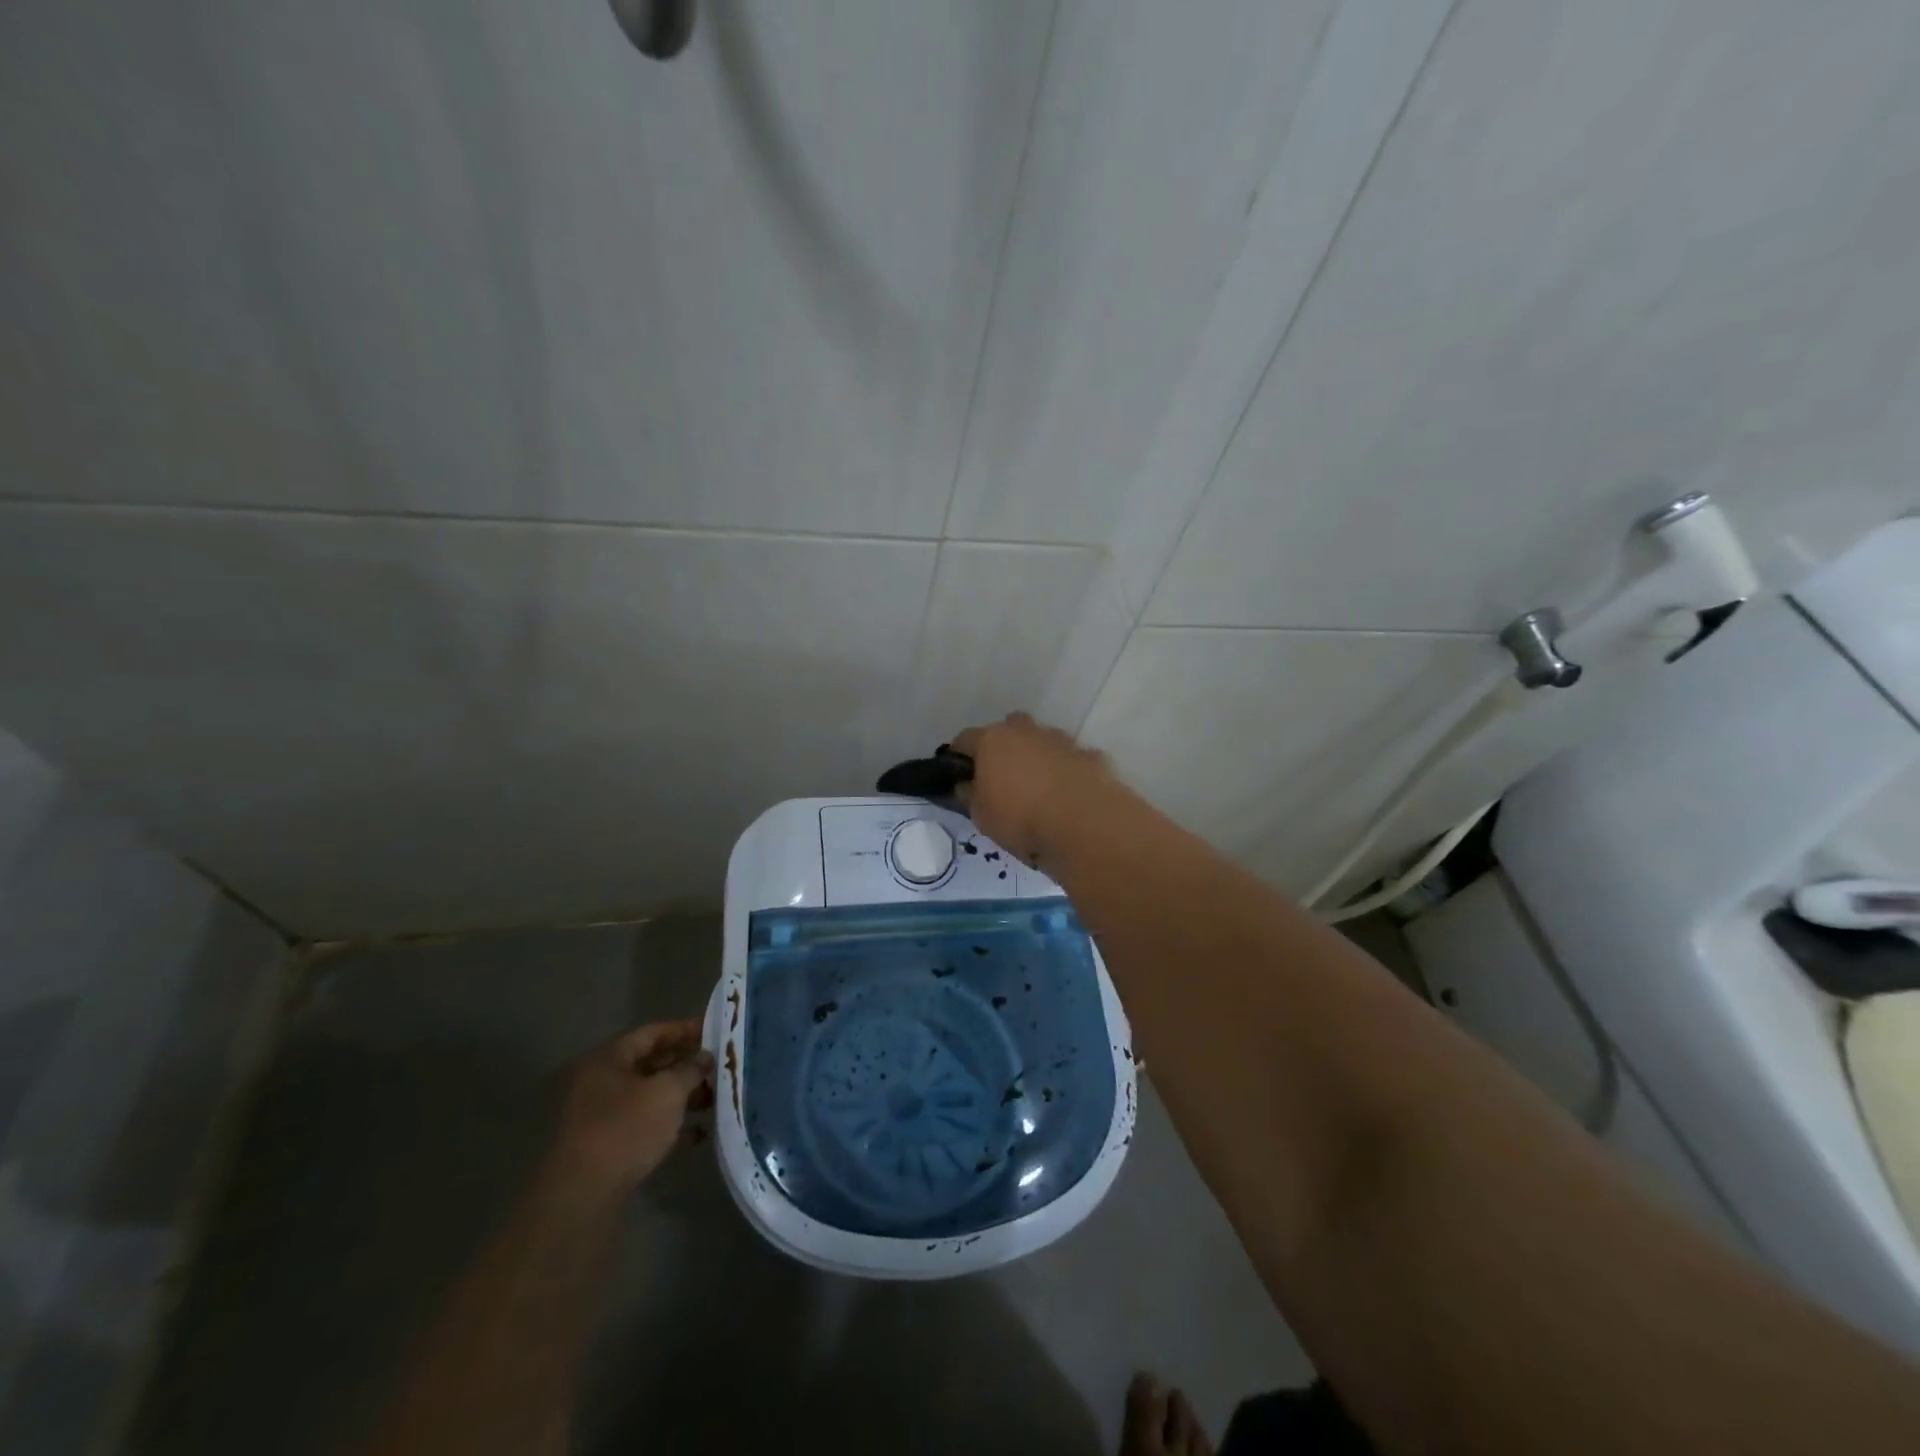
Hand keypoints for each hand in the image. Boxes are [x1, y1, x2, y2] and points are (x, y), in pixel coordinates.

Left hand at [549, 1019, 713, 1197]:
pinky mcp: (607, 1147)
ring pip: (649, 1096)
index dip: (684, 1030)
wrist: (583, 1196)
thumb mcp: (667, 1092)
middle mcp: (600, 1083)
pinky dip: (670, 1125)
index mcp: (608, 1059)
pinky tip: (698, 1134)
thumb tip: (705, 1057)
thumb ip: (690, 1069)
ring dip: (681, 1097)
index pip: (652, 1033)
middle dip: (686, 1066)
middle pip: (650, 1065)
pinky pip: (644, 1125)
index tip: (714, 1032)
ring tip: (713, 1100)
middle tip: (717, 1067)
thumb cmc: (626, 1128)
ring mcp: (601, 1116)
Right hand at [950, 712, 1116, 869]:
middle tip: (1001, 778)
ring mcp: (1061, 741)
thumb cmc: (1021, 818)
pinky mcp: (1090, 756)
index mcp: (993, 741)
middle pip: (1009, 728)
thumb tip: (966, 786)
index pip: (965, 739)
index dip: (959, 756)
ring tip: (1037, 789)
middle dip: (1003, 746)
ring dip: (1037, 756)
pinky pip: (1071, 759)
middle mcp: (1027, 732)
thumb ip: (971, 796)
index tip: (959, 775)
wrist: (1084, 824)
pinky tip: (1068, 797)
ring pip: (1043, 740)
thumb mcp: (981, 816)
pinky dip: (1066, 771)